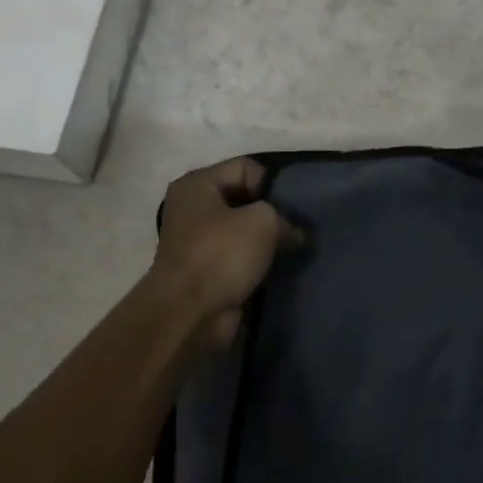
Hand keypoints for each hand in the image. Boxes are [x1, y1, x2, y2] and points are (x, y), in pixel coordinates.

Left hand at [150, 158, 303, 349]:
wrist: (188, 315)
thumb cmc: (221, 254)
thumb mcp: (263, 221)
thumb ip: (283, 217)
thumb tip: (292, 233)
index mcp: (197, 184)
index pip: (246, 167)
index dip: (271, 184)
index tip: (288, 208)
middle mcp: (192, 208)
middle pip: (243, 198)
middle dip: (270, 212)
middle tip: (293, 228)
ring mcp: (197, 241)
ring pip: (243, 230)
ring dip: (264, 241)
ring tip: (289, 249)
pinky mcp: (205, 271)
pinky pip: (238, 257)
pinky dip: (255, 263)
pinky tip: (275, 269)